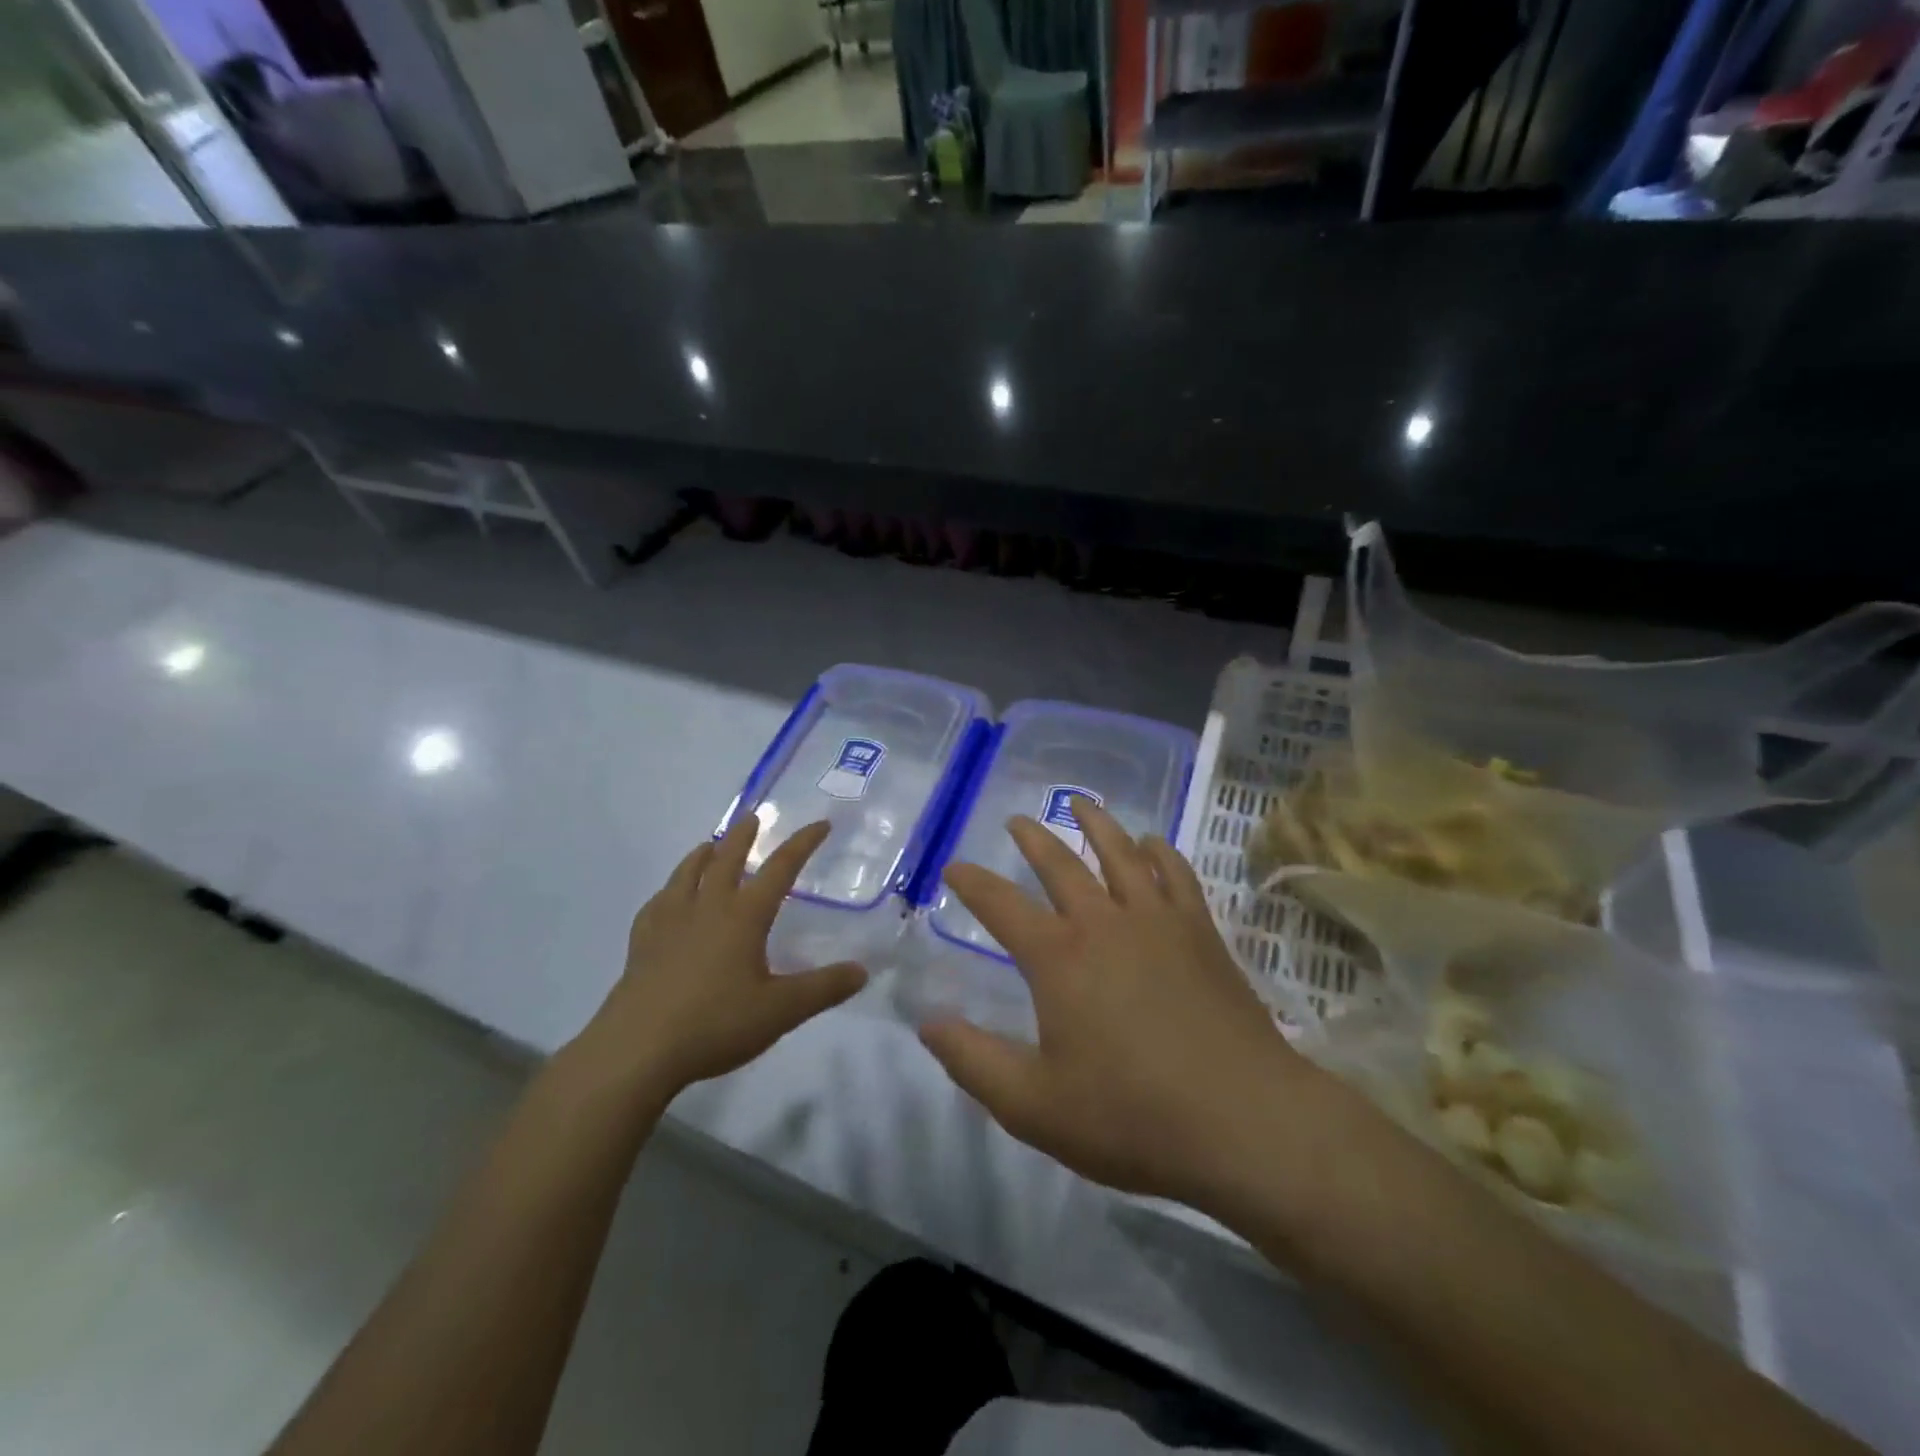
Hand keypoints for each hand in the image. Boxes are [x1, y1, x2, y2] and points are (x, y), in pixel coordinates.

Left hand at [573, 818, 867, 1098]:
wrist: (637, 1050)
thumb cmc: (715, 1024)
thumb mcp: (781, 1011)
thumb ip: (823, 988)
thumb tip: (862, 971)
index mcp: (743, 916)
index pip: (780, 868)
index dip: (802, 844)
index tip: (820, 824)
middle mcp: (706, 908)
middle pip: (726, 859)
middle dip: (743, 836)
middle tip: (753, 816)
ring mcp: (668, 923)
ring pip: (686, 874)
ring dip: (702, 854)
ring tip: (709, 845)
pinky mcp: (641, 945)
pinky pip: (657, 904)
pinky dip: (668, 890)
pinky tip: (667, 898)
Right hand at [919, 800, 1320, 1213]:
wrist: (1243, 1122)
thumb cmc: (1131, 1116)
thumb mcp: (1033, 1106)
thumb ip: (974, 1061)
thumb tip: (928, 1023)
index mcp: (1058, 958)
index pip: (1001, 905)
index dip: (973, 883)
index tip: (954, 866)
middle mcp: (1104, 922)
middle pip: (1061, 865)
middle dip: (1034, 839)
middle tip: (1016, 820)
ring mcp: (1158, 921)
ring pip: (1121, 853)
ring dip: (1096, 824)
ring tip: (1080, 803)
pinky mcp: (1201, 932)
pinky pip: (1177, 874)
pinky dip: (1160, 851)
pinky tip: (1153, 843)